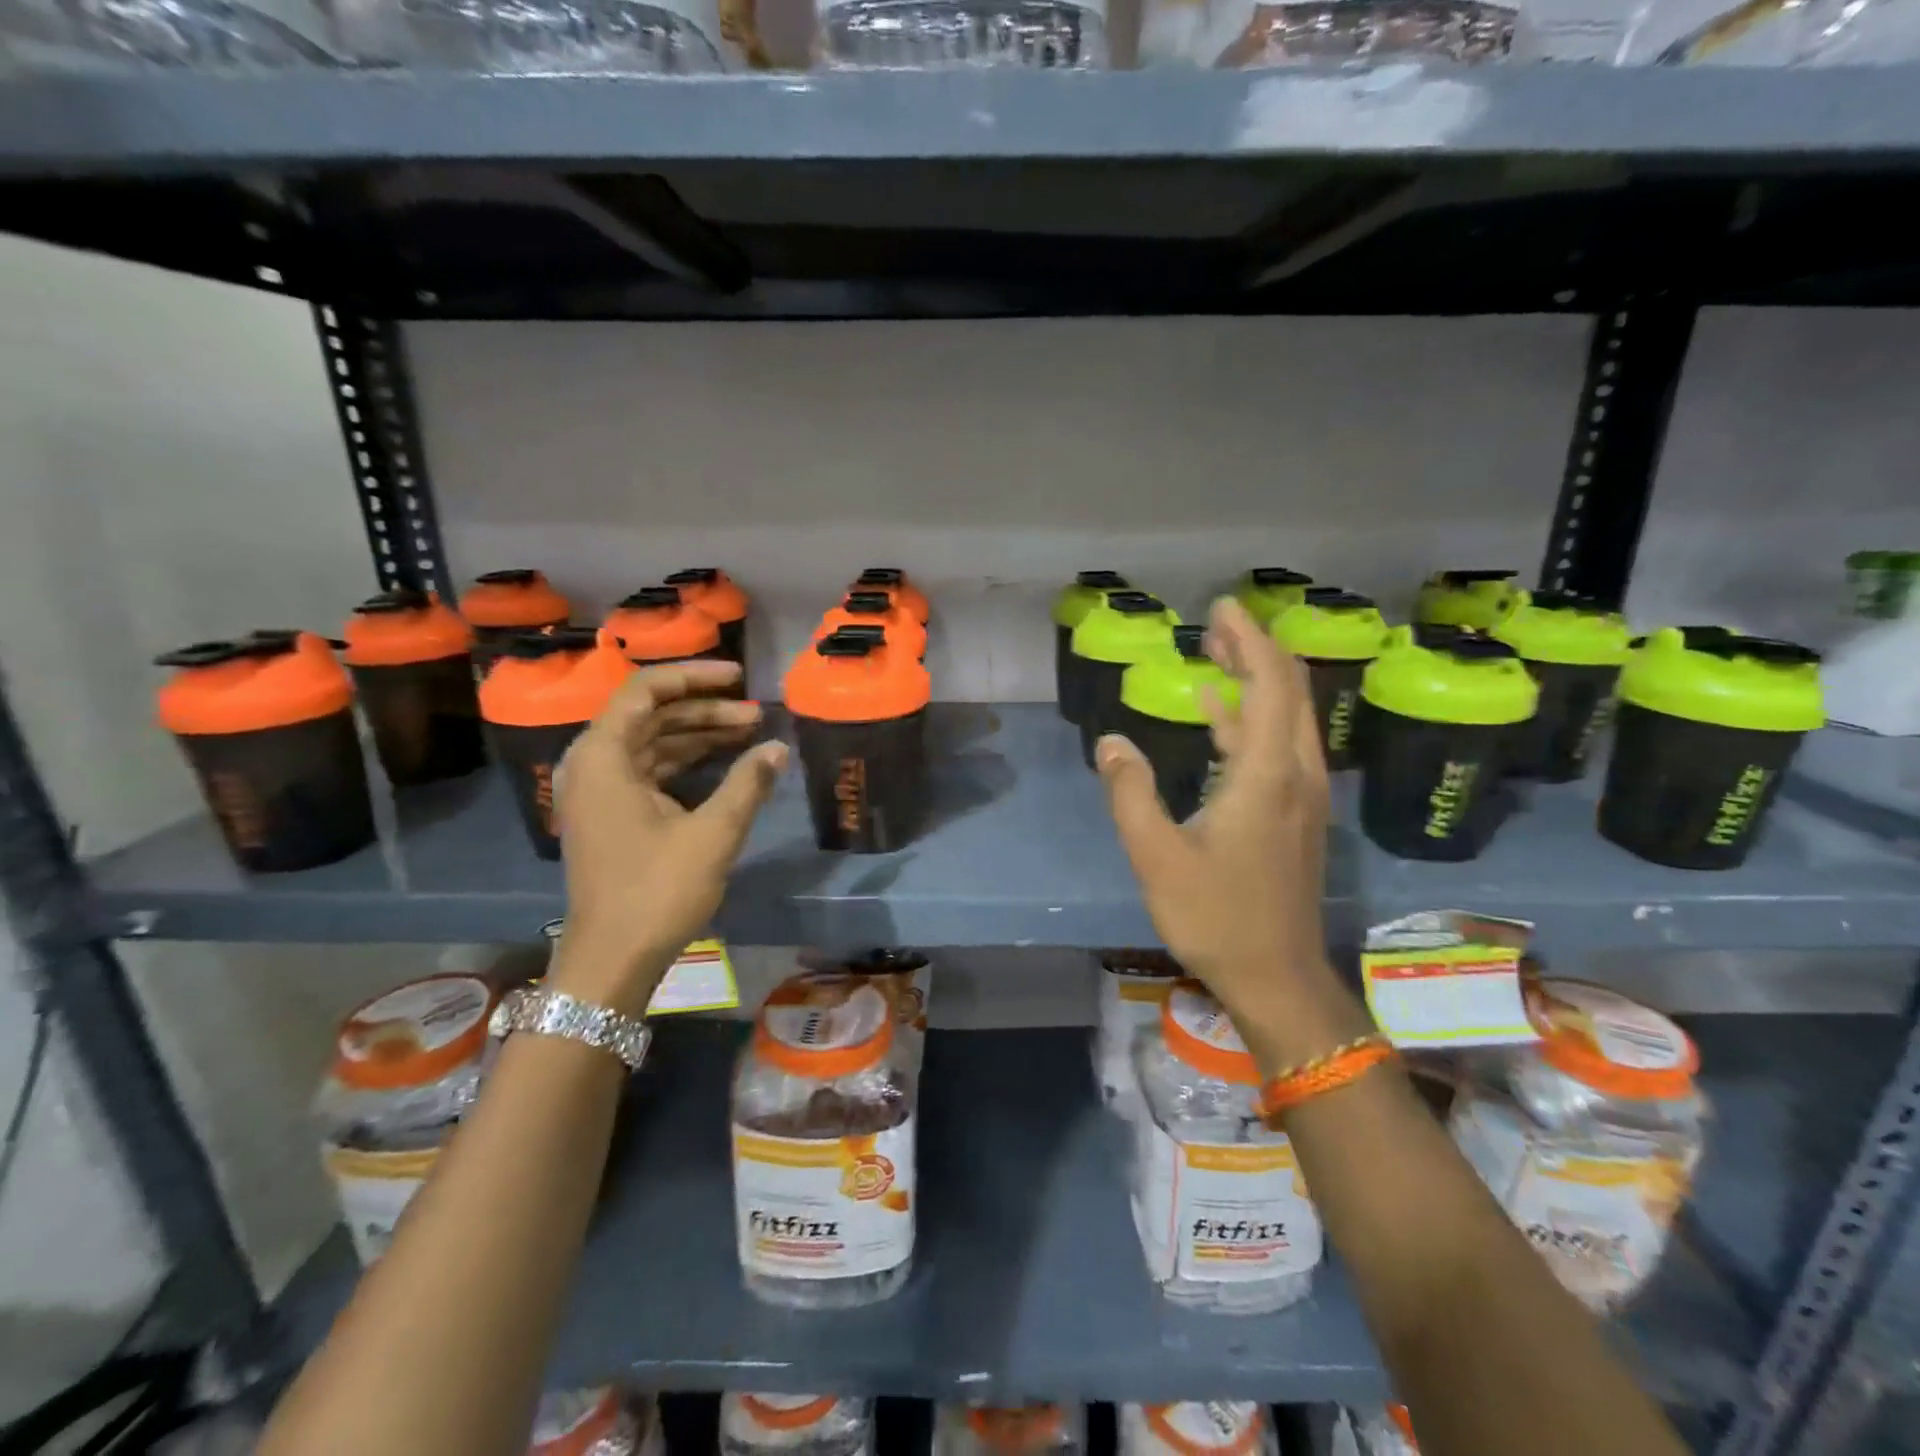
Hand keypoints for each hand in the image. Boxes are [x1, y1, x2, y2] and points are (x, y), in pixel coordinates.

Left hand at [552, 660, 787, 1015]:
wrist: (611, 960)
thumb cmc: (656, 891)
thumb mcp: (712, 834)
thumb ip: (747, 783)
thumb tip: (778, 747)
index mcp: (604, 757)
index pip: (645, 691)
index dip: (694, 676)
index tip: (739, 678)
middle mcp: (593, 765)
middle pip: (650, 715)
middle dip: (704, 709)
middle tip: (756, 713)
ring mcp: (599, 792)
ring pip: (652, 744)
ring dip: (698, 735)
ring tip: (750, 733)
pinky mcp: (611, 816)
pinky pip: (649, 771)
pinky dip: (685, 763)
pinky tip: (724, 766)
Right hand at [1096, 597, 1331, 1025]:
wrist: (1277, 977)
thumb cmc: (1216, 916)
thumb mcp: (1156, 856)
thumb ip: (1130, 793)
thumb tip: (1110, 741)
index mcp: (1265, 774)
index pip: (1268, 683)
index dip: (1249, 638)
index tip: (1221, 608)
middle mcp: (1295, 773)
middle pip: (1289, 690)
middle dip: (1256, 649)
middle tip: (1216, 624)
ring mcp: (1303, 795)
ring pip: (1288, 717)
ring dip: (1256, 681)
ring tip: (1217, 655)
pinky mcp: (1297, 815)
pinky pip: (1280, 746)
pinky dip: (1251, 720)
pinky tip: (1217, 715)